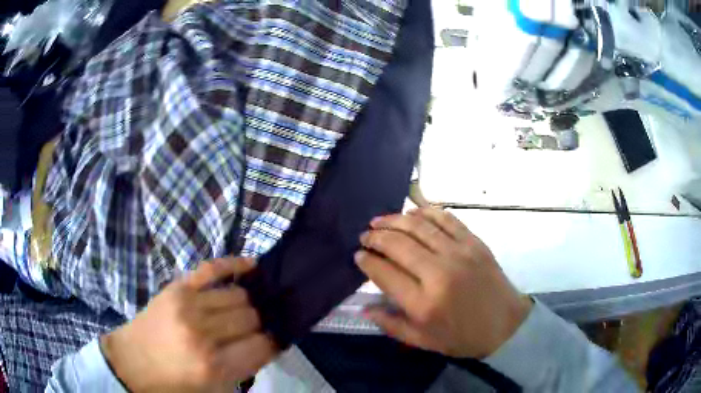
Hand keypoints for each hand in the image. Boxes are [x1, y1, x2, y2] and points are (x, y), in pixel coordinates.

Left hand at [101, 257, 276, 392]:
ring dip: (248, 304)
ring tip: (246, 311)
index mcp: (213, 366)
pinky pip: (212, 268)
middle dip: (259, 325)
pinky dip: (234, 265)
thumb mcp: (213, 389)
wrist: (132, 363)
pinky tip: (252, 266)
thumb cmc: (174, 383)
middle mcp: (203, 334)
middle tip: (255, 330)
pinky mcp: (177, 288)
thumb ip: (244, 368)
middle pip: (252, 317)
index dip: (273, 343)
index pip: (262, 345)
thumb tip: (269, 342)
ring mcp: (187, 305)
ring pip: (238, 295)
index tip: (275, 341)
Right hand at [355, 208, 531, 358]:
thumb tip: (364, 307)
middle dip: (375, 237)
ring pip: (419, 226)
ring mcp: (459, 253)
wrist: (505, 325)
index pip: (384, 273)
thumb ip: (391, 325)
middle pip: (398, 244)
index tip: (358, 255)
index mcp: (423, 304)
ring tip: (379, 221)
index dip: (366, 261)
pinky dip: (425, 212)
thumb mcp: (423, 342)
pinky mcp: (474, 242)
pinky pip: (445, 219)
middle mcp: (439, 273)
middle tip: (365, 236)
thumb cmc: (462, 337)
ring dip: (394, 219)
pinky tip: (412, 212)